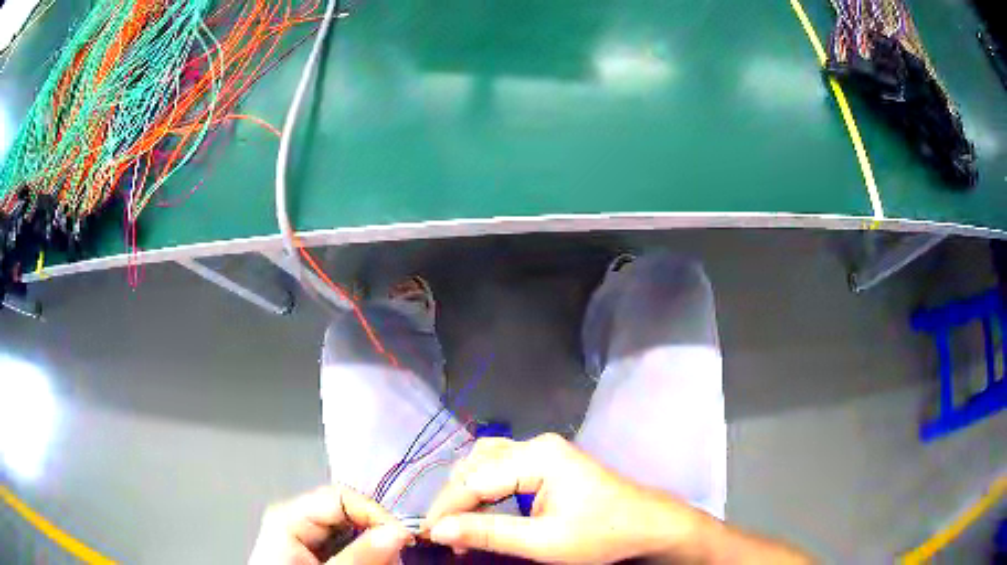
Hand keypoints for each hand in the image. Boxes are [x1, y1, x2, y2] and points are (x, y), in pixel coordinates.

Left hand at [249, 485, 412, 564]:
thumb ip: (360, 555)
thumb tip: (399, 532)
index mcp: (289, 515)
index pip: (342, 497)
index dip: (376, 513)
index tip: (404, 538)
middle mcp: (295, 517)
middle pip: (347, 511)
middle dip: (377, 530)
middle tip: (400, 553)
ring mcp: (303, 532)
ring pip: (350, 527)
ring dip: (374, 543)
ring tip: (389, 560)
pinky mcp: (312, 548)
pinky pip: (345, 541)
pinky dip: (364, 551)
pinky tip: (373, 561)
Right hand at [424, 433, 703, 563]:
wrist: (647, 525)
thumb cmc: (601, 534)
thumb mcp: (542, 542)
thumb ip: (487, 533)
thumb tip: (438, 530)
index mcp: (537, 457)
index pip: (474, 479)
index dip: (446, 508)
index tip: (428, 535)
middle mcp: (536, 445)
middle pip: (476, 465)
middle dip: (455, 499)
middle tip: (445, 533)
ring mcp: (544, 451)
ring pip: (486, 463)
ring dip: (467, 491)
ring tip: (458, 522)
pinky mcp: (548, 463)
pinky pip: (502, 468)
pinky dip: (485, 488)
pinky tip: (480, 508)